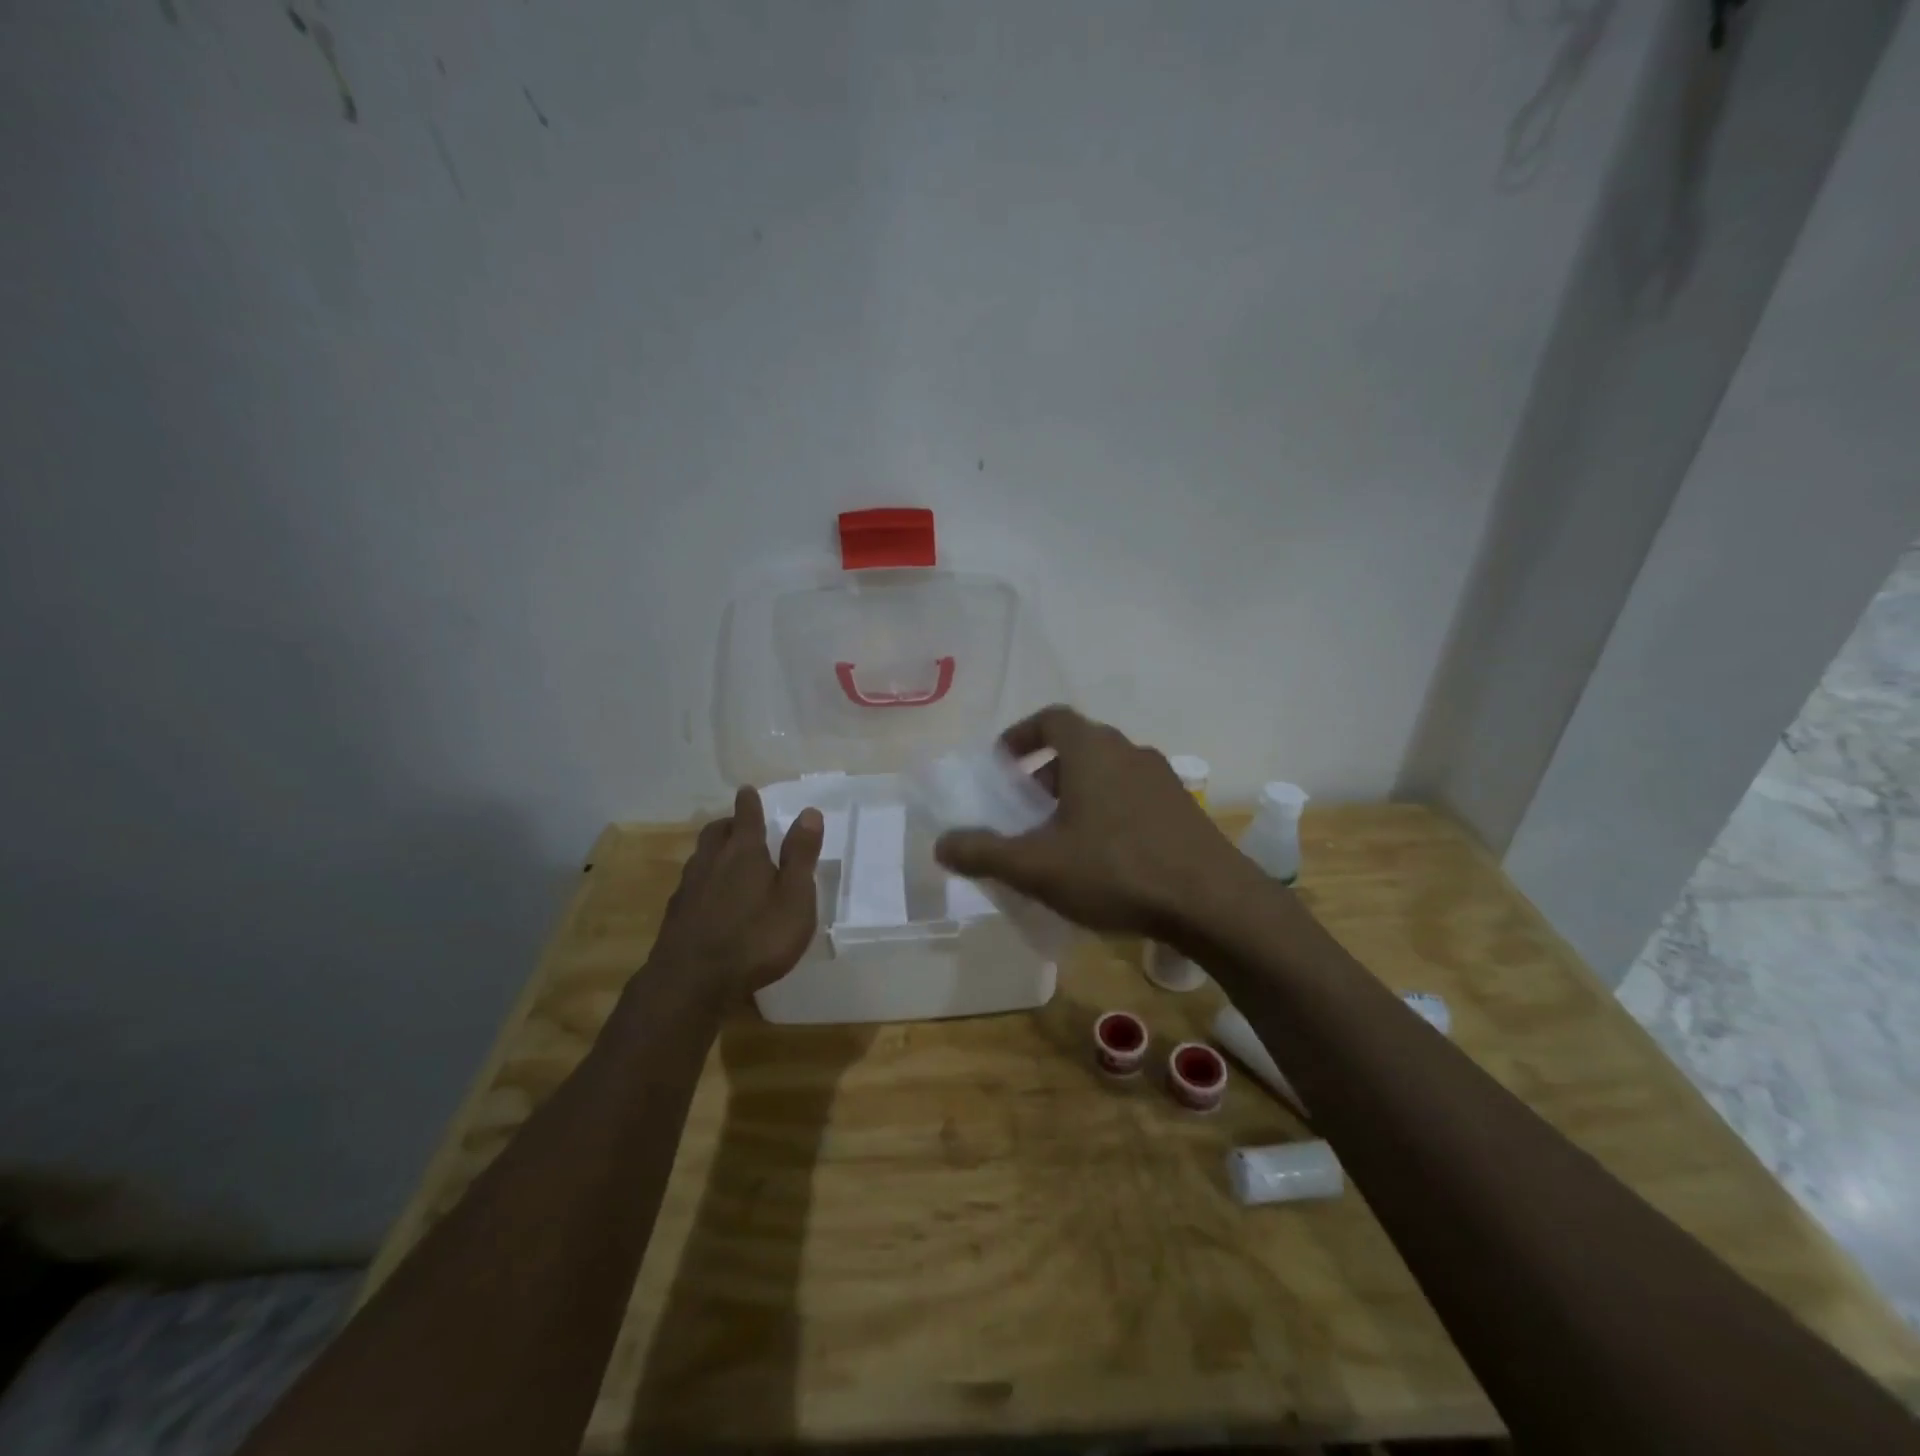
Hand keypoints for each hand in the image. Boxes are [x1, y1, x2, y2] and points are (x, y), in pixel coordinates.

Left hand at [645, 787, 823, 1007]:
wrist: (691, 982)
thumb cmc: (755, 938)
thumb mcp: (794, 898)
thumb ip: (801, 856)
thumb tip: (809, 812)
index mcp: (744, 852)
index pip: (747, 816)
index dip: (749, 802)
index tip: (747, 790)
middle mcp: (712, 861)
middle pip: (716, 831)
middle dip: (728, 824)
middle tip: (739, 824)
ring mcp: (689, 888)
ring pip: (700, 856)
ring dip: (713, 850)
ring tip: (725, 857)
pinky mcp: (676, 914)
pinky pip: (691, 883)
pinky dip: (703, 879)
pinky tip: (709, 897)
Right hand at [932, 706, 1249, 938]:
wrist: (1212, 903)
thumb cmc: (1116, 871)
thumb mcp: (1037, 866)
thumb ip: (984, 852)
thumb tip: (941, 844)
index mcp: (1092, 751)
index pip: (1051, 717)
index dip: (1021, 735)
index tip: (1002, 763)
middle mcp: (1129, 752)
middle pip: (1079, 747)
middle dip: (1046, 772)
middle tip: (1026, 808)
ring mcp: (1163, 779)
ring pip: (1108, 773)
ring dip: (1078, 794)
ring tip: (1062, 837)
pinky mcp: (1184, 808)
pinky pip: (1133, 796)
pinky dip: (1108, 811)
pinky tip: (1104, 857)